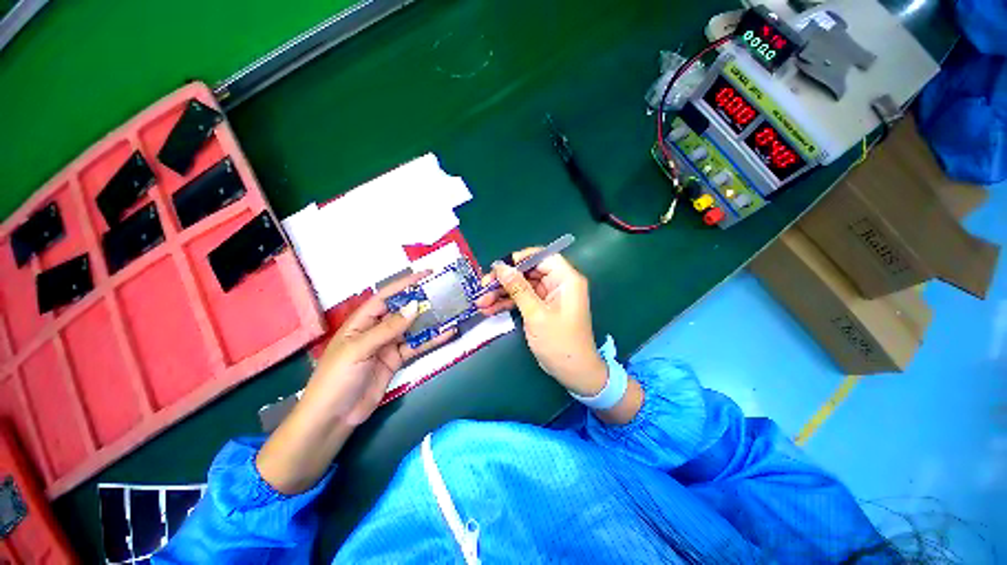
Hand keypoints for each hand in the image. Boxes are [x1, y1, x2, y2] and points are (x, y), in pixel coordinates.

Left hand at [308, 270, 455, 425]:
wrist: (334, 416)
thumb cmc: (338, 377)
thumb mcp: (360, 348)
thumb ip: (389, 328)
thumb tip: (415, 306)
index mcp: (362, 321)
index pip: (386, 296)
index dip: (405, 284)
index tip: (426, 274)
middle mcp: (377, 329)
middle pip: (403, 311)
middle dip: (422, 300)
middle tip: (444, 292)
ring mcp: (388, 345)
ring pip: (413, 328)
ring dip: (431, 320)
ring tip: (451, 310)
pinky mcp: (397, 359)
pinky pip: (417, 346)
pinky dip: (432, 340)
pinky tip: (447, 333)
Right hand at [475, 250, 607, 396]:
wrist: (573, 373)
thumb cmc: (560, 342)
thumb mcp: (536, 314)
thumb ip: (518, 289)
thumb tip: (500, 267)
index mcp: (566, 279)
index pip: (542, 257)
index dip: (520, 259)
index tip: (499, 267)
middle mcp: (558, 284)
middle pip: (528, 272)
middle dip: (504, 280)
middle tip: (483, 287)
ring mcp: (549, 297)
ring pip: (522, 286)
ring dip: (501, 293)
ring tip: (480, 303)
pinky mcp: (541, 308)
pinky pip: (522, 299)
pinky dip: (507, 303)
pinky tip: (489, 309)